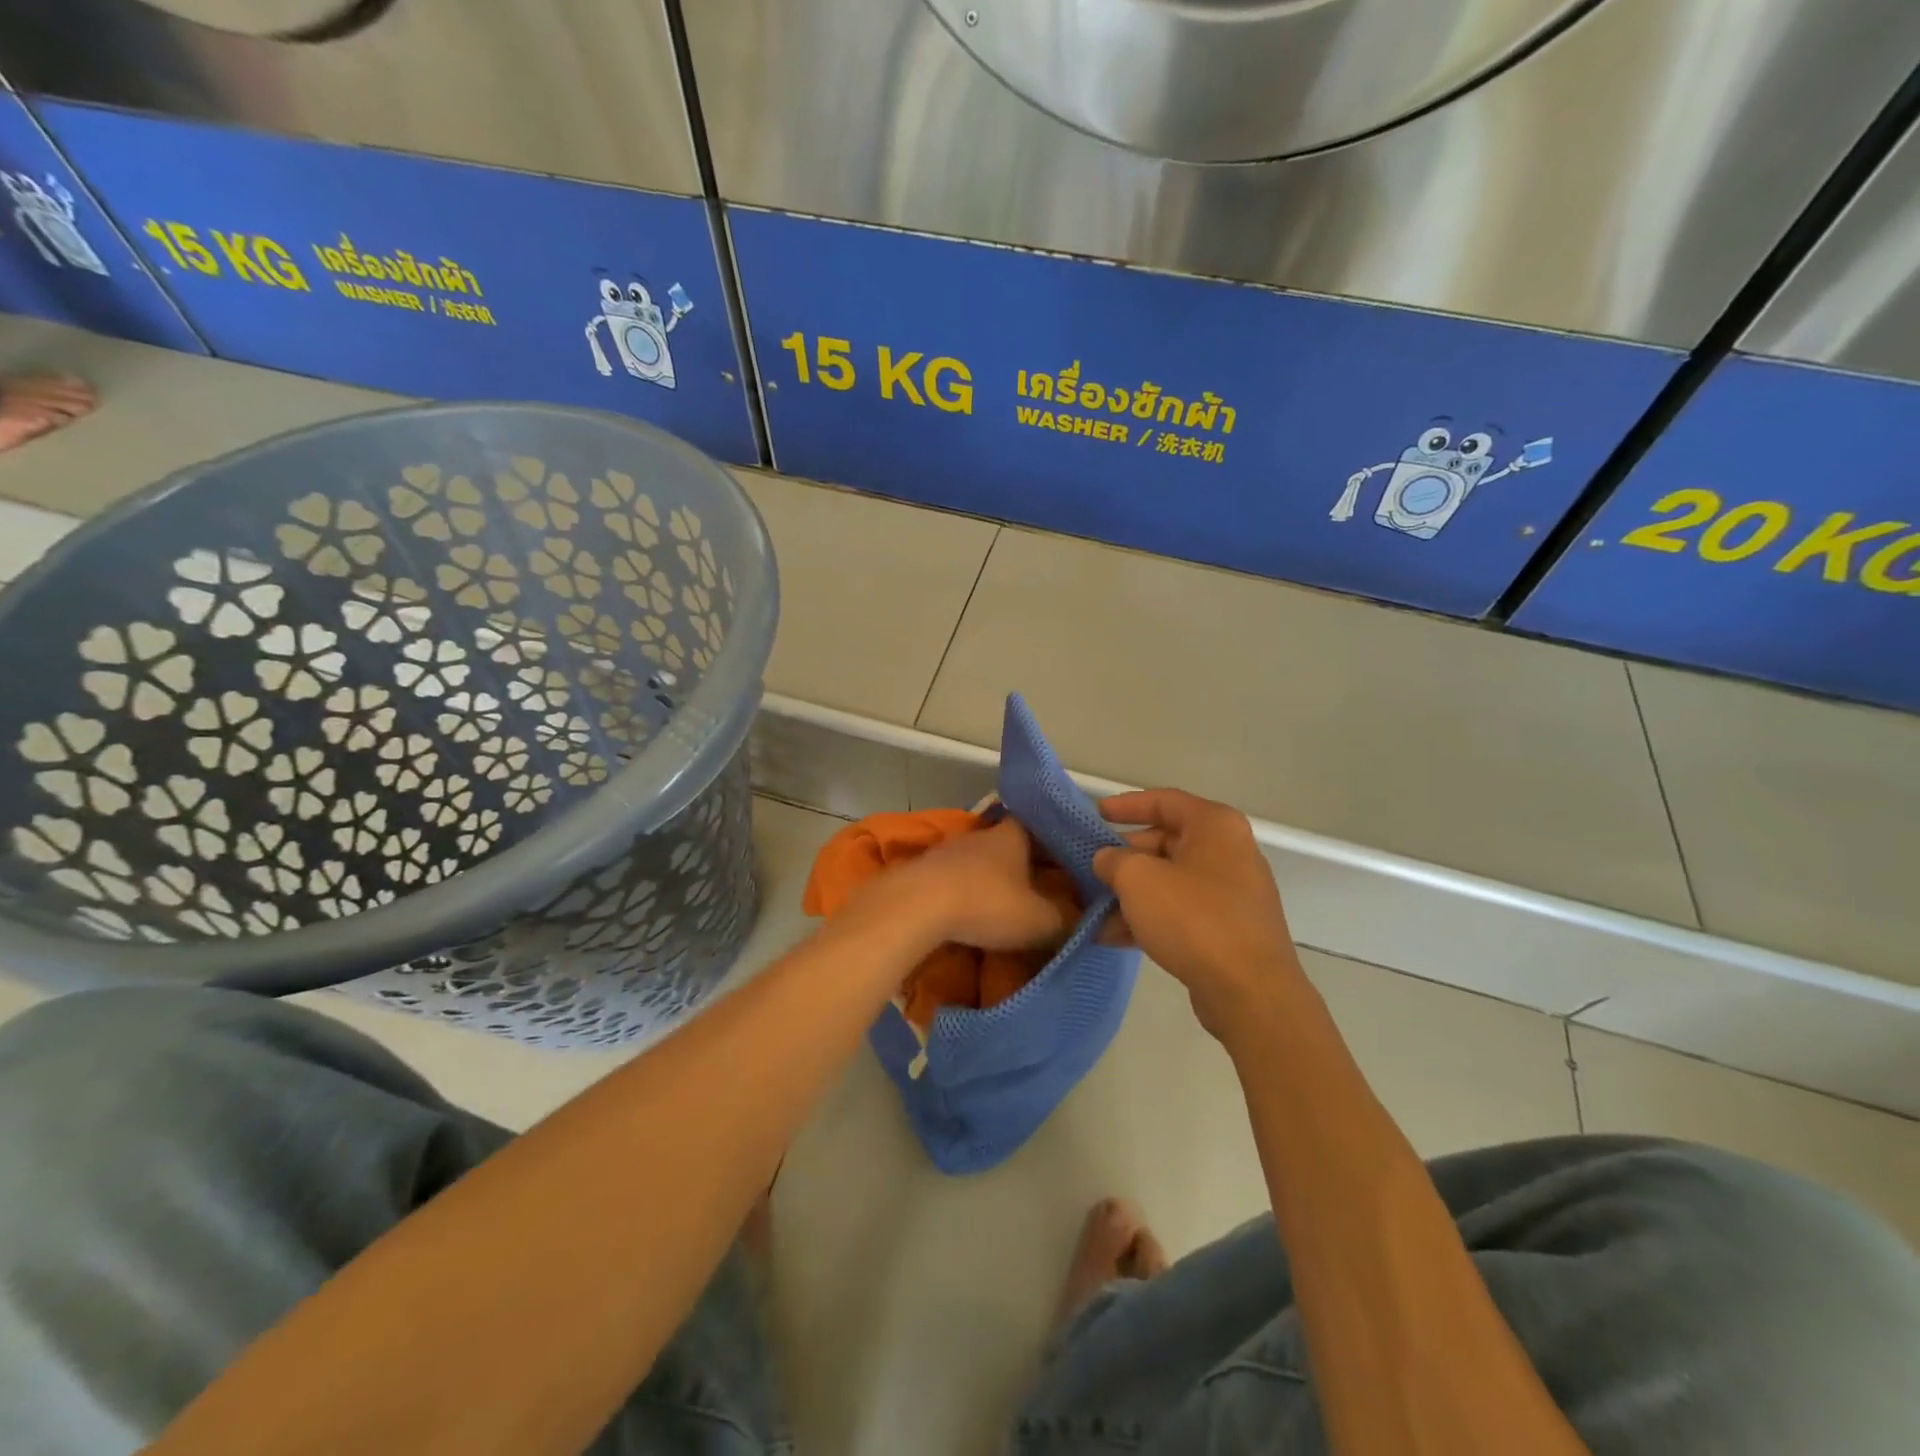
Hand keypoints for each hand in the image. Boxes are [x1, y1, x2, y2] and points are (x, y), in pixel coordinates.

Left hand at [872, 818, 1076, 953]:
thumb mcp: (1039, 920)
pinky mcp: (924, 869)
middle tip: (1040, 888)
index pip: (1040, 827)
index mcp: (1013, 836)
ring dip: (991, 878)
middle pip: (1009, 844)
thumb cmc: (987, 903)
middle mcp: (982, 835)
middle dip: (1023, 864)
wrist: (917, 905)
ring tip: (1004, 903)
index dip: (1055, 843)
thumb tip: (1086, 921)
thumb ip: (1066, 920)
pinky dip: (964, 890)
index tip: (1068, 861)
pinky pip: (954, 877)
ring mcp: (949, 849)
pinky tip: (968, 911)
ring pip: (979, 860)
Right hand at [1093, 789, 1302, 1040]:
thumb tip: (1107, 860)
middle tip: (1091, 867)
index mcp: (1215, 826)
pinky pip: (1181, 912)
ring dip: (1132, 893)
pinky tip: (1114, 937)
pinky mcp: (1229, 930)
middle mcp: (1229, 852)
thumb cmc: (1193, 919)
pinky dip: (1150, 918)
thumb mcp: (1138, 879)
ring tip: (1094, 909)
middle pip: (1166, 842)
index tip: (1095, 814)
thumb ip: (1114, 860)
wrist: (1250, 992)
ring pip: (1171, 881)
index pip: (1164, 801)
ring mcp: (1232, 893)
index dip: (1126, 805)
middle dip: (1125, 857)